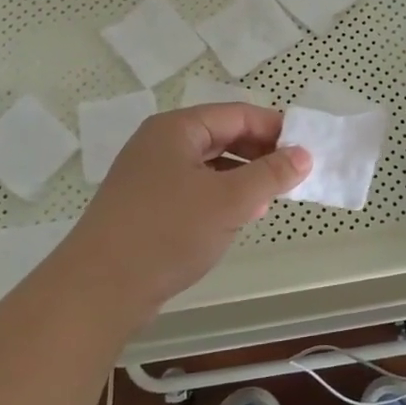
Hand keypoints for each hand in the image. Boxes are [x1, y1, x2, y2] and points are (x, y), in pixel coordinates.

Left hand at [45, 104, 309, 327]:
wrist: (98, 289)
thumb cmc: (168, 232)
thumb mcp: (229, 201)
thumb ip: (270, 174)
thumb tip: (303, 155)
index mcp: (177, 129)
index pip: (237, 114)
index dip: (275, 128)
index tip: (307, 149)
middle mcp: (160, 144)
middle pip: (221, 135)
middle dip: (260, 153)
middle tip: (294, 174)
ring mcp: (149, 175)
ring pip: (208, 164)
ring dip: (243, 177)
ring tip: (272, 197)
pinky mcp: (145, 206)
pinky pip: (193, 188)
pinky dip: (220, 196)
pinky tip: (239, 216)